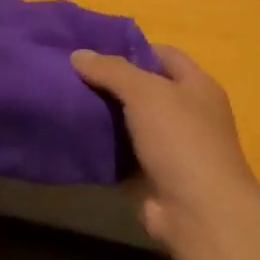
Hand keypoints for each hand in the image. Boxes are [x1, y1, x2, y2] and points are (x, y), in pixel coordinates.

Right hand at [71, 45, 259, 247]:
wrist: (197, 210)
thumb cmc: (181, 140)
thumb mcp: (146, 93)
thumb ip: (112, 70)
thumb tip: (78, 54)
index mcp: (196, 87)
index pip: (163, 55)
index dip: (130, 48)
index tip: (91, 49)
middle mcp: (186, 114)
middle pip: (143, 90)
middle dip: (109, 83)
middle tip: (68, 75)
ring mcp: (169, 148)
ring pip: (128, 124)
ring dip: (101, 117)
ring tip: (62, 102)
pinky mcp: (150, 176)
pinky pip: (120, 155)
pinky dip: (100, 149)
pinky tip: (71, 138)